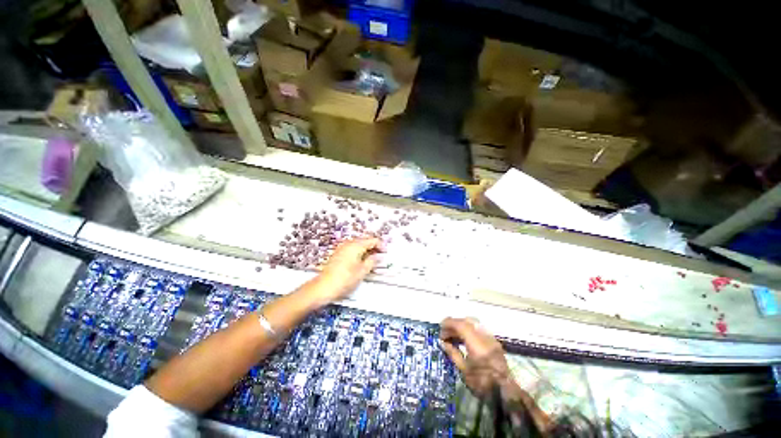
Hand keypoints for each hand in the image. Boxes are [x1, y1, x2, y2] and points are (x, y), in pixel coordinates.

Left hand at [311, 238, 381, 304]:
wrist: (323, 287)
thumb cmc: (344, 279)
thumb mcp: (362, 271)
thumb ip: (372, 261)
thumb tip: (378, 256)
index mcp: (356, 245)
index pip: (372, 240)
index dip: (381, 245)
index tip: (386, 253)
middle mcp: (349, 243)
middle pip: (365, 240)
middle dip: (374, 246)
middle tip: (380, 256)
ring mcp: (342, 248)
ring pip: (358, 245)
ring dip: (366, 250)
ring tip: (372, 260)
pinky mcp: (338, 254)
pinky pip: (352, 249)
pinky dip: (359, 252)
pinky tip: (361, 261)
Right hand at [439, 317, 510, 399]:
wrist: (505, 394)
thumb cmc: (482, 385)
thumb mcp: (464, 370)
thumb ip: (453, 353)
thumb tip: (443, 342)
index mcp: (477, 344)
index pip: (461, 325)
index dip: (449, 323)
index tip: (440, 326)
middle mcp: (485, 337)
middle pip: (467, 321)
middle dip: (455, 323)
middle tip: (445, 331)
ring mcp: (491, 338)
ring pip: (474, 324)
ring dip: (461, 326)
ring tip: (452, 336)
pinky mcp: (494, 342)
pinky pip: (479, 329)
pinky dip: (469, 330)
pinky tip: (463, 339)